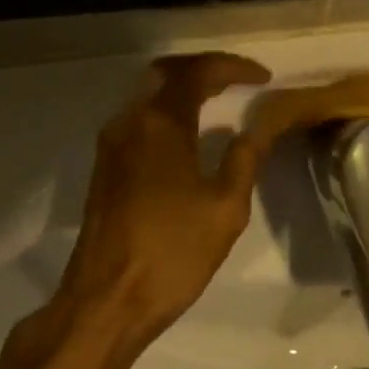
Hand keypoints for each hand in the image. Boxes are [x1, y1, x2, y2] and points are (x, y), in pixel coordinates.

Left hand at [55, 52, 271, 345]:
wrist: (107, 300)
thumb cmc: (173, 253)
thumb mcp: (225, 208)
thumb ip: (244, 160)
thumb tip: (257, 128)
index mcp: (160, 125)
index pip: (197, 72)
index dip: (233, 67)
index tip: (263, 78)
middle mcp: (129, 123)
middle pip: (165, 73)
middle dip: (203, 69)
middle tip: (237, 81)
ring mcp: (111, 146)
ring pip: (147, 95)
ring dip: (183, 90)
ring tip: (219, 103)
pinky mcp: (105, 169)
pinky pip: (138, 120)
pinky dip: (167, 113)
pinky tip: (189, 137)